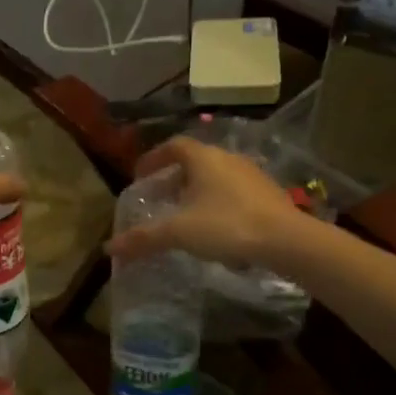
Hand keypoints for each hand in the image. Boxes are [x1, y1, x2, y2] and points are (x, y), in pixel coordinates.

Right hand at [105, 137, 299, 266]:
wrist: (287, 241)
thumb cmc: (227, 225)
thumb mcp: (179, 232)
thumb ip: (144, 238)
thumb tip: (109, 248)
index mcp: (204, 158)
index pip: (173, 146)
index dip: (154, 158)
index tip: (140, 175)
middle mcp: (228, 159)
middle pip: (195, 161)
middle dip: (174, 178)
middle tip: (160, 198)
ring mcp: (252, 175)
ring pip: (217, 177)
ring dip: (198, 191)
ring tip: (186, 215)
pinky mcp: (269, 195)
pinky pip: (235, 193)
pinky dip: (219, 203)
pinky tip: (217, 228)